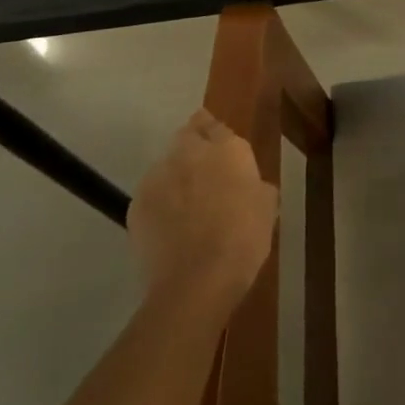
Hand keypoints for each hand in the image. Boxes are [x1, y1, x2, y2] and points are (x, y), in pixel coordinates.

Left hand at [128, 110, 275, 315]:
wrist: (197, 280)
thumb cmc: (244, 237)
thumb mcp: (267, 205)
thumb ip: (255, 183)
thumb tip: (248, 185)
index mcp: (227, 148)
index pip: (215, 123)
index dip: (216, 132)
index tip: (220, 144)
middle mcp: (189, 153)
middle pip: (186, 135)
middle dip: (194, 144)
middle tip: (206, 169)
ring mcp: (158, 177)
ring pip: (166, 164)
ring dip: (176, 173)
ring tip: (187, 200)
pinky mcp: (136, 204)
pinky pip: (152, 192)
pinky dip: (161, 200)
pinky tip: (172, 222)